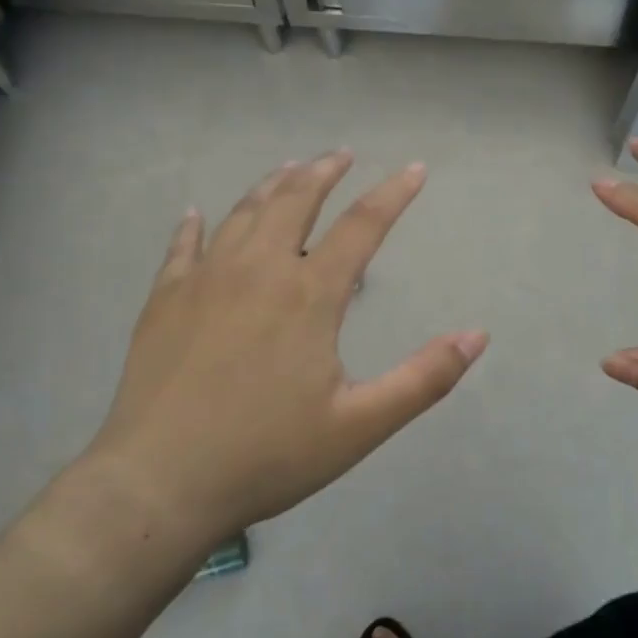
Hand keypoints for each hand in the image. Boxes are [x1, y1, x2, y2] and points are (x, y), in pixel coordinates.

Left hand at [84, 151, 486, 549]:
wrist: (160, 482)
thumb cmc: (267, 455)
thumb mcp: (360, 426)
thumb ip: (424, 378)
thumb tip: (477, 335)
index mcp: (309, 295)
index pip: (363, 225)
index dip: (394, 193)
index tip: (415, 170)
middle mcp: (258, 269)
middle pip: (295, 200)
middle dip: (324, 172)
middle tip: (341, 155)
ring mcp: (205, 279)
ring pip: (243, 213)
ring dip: (271, 185)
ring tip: (289, 169)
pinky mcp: (164, 299)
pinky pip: (182, 247)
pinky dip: (194, 226)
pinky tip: (196, 214)